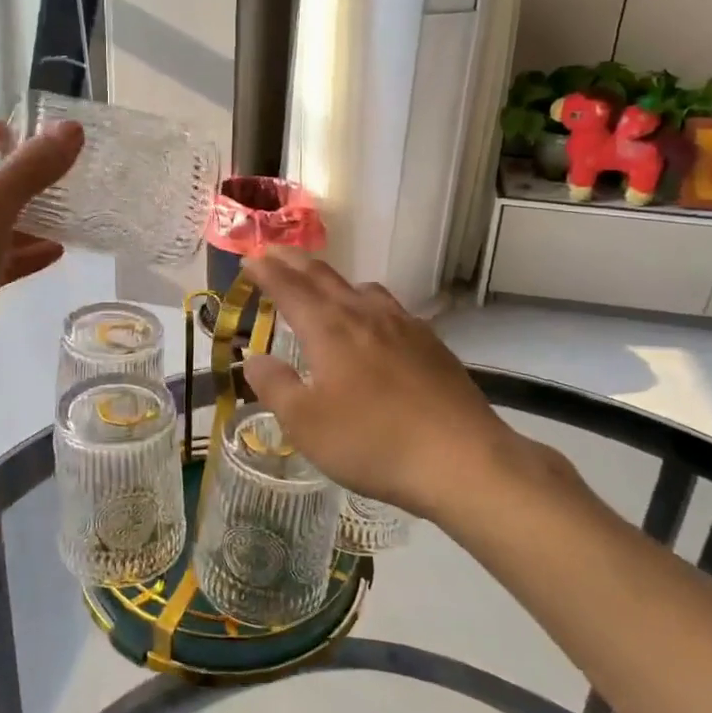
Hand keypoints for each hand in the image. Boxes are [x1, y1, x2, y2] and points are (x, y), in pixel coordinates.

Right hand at [239, 250, 572, 524]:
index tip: (249, 258)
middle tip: (274, 253)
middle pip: (325, 277)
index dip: (266, 271)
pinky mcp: (431, 344)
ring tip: (324, 288)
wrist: (462, 458)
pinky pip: (390, 308)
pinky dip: (368, 303)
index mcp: (330, 329)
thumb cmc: (373, 441)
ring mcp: (404, 326)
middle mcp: (365, 315)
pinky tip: (375, 324)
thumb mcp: (306, 424)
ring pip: (362, 288)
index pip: (290, 288)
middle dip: (295, 263)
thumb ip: (275, 387)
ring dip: (334, 281)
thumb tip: (254, 359)